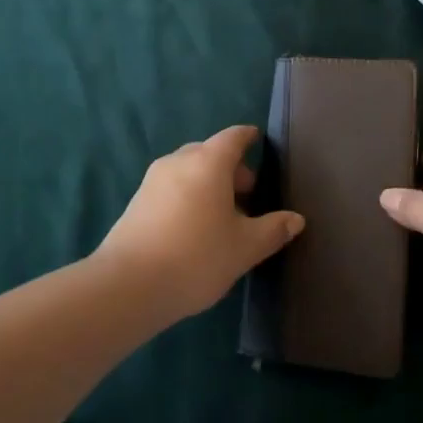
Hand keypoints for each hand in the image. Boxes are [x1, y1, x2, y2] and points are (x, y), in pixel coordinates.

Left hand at [93, 125, 304, 323]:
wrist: (127, 285)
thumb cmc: (196, 257)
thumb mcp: (245, 248)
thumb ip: (273, 230)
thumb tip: (295, 219)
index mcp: (208, 162)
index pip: (233, 137)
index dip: (247, 137)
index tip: (257, 139)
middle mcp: (179, 161)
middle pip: (209, 152)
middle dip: (230, 167)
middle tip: (248, 193)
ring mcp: (153, 180)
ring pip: (188, 170)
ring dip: (207, 183)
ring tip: (222, 215)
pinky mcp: (136, 202)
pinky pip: (171, 188)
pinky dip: (188, 196)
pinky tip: (194, 227)